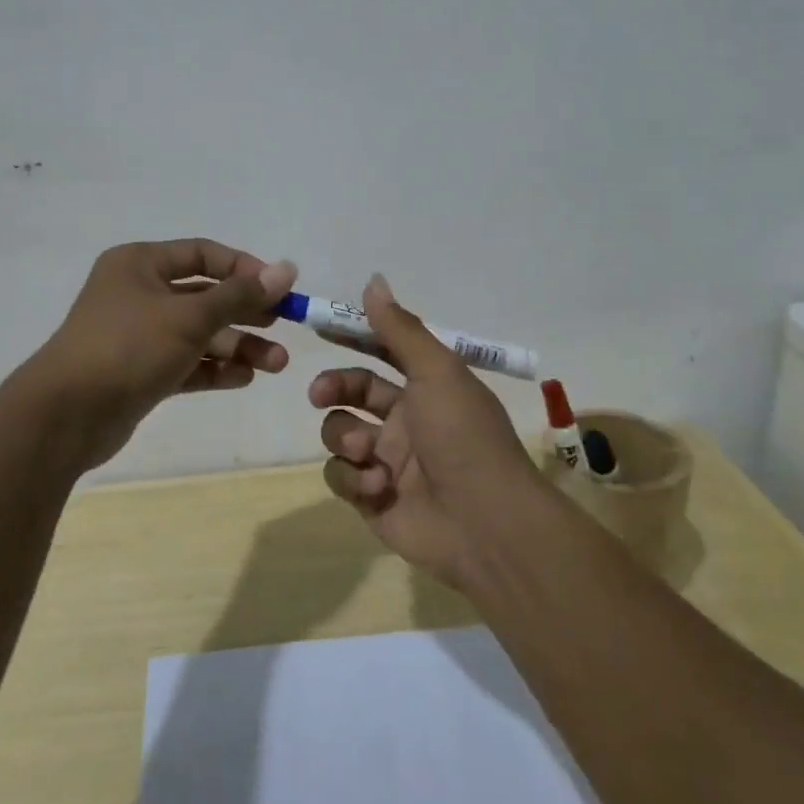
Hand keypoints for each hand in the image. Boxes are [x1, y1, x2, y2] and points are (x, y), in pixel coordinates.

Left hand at [34, 238, 297, 469]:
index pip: (202, 254)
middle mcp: (139, 293)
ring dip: (237, 346)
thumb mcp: (189, 316)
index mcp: (140, 264)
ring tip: (275, 365)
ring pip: (198, 334)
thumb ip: (240, 295)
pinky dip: (214, 369)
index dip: (244, 268)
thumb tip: (288, 269)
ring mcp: (139, 335)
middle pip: (205, 297)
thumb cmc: (128, 348)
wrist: (66, 415)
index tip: (279, 289)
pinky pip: (186, 363)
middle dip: (247, 314)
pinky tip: (244, 378)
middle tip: (285, 328)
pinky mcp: (141, 372)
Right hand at [309, 274, 553, 590]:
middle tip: (318, 393)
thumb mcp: (436, 372)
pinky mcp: (372, 498)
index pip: (382, 352)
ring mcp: (387, 461)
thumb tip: (373, 280)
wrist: (484, 522)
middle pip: (353, 392)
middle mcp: (406, 420)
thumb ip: (400, 329)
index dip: (353, 338)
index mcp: (426, 387)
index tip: (320, 326)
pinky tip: (377, 486)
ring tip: (366, 451)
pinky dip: (353, 477)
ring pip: (340, 433)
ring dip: (345, 437)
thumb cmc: (463, 436)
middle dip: (333, 388)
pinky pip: (341, 476)